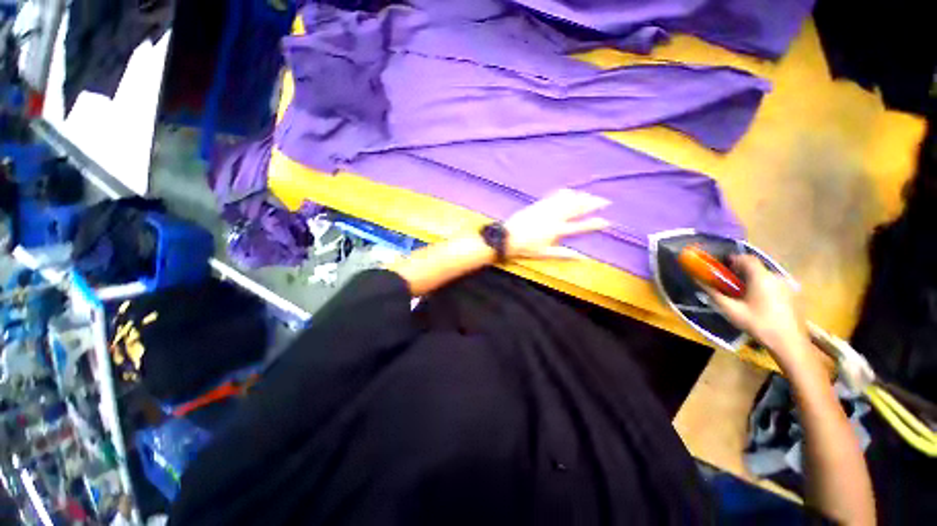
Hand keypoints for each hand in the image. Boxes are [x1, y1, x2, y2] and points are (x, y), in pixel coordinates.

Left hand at [504, 189, 610, 259]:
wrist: (507, 237)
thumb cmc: (526, 248)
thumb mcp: (545, 254)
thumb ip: (564, 254)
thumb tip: (582, 258)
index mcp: (557, 231)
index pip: (580, 227)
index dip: (594, 224)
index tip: (607, 221)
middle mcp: (555, 217)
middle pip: (577, 209)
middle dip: (592, 204)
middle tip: (605, 201)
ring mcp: (546, 209)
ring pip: (567, 200)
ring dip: (580, 197)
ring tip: (590, 195)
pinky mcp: (538, 204)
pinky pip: (553, 196)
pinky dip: (563, 193)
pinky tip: (569, 191)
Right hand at [705, 255, 809, 363]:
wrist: (789, 342)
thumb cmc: (758, 324)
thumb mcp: (731, 310)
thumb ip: (714, 294)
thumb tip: (699, 281)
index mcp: (761, 277)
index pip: (747, 259)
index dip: (734, 260)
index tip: (723, 268)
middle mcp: (776, 277)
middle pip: (756, 268)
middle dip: (742, 272)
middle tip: (730, 284)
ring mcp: (787, 285)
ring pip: (766, 277)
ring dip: (753, 281)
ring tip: (744, 295)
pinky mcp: (793, 294)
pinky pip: (774, 285)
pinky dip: (764, 288)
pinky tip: (760, 303)